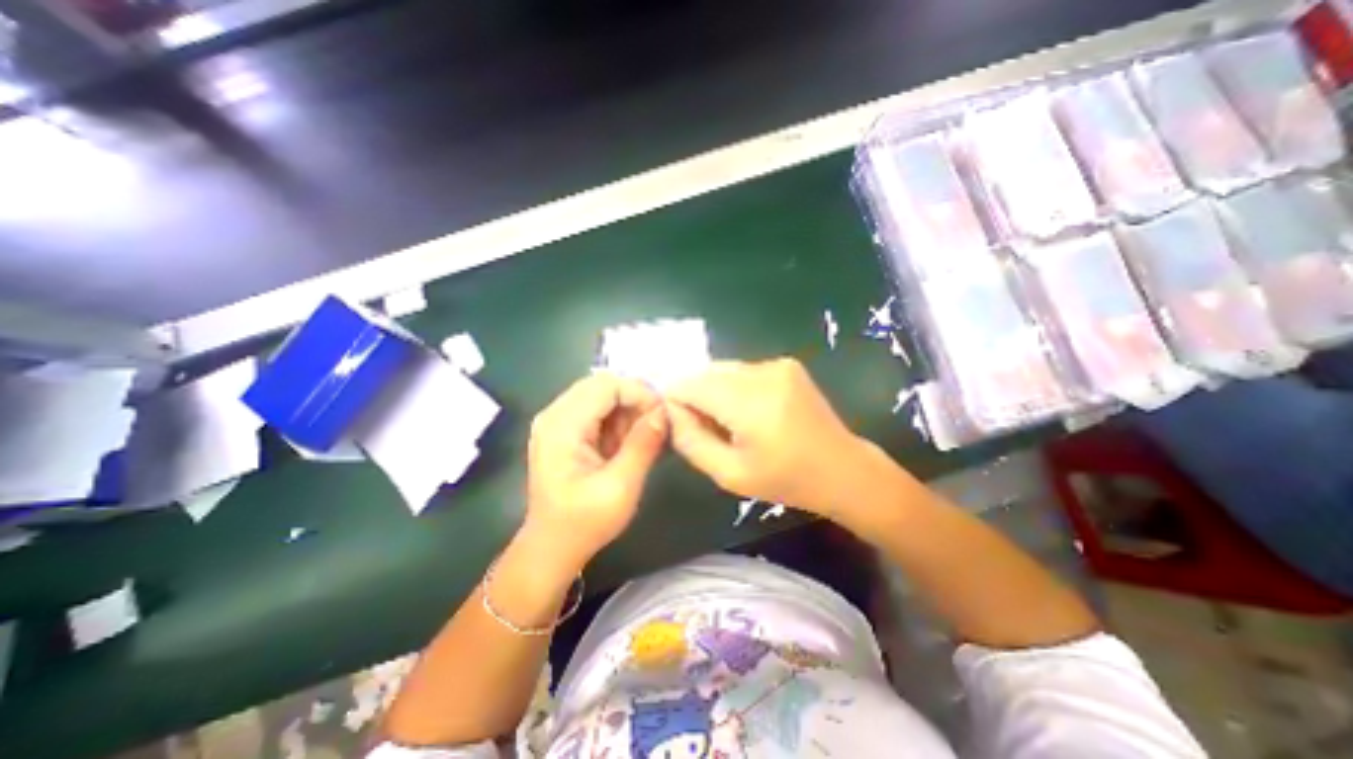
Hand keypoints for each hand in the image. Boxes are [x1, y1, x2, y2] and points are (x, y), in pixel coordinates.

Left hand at [525, 374, 668, 567]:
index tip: (663, 414)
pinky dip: (619, 419)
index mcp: (562, 426)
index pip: (606, 386)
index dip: (638, 393)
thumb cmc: (584, 523)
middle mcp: (555, 415)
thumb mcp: (620, 487)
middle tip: (658, 423)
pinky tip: (629, 441)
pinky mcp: (565, 430)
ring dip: (628, 410)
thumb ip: (643, 445)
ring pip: (601, 395)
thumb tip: (664, 412)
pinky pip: (597, 410)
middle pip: (602, 385)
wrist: (552, 547)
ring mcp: (558, 421)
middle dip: (635, 399)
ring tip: (645, 436)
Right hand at [664, 360, 890, 525]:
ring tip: (730, 422)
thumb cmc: (786, 480)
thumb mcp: (730, 474)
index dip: (676, 401)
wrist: (843, 469)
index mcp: (750, 404)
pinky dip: (734, 388)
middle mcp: (763, 373)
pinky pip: (743, 371)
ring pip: (723, 370)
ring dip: (715, 391)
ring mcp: (778, 364)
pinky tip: (750, 412)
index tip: (681, 425)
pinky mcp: (787, 364)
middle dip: (695, 396)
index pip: (690, 384)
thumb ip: (690, 441)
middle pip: (706, 373)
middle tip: (707, 428)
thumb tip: (670, 411)